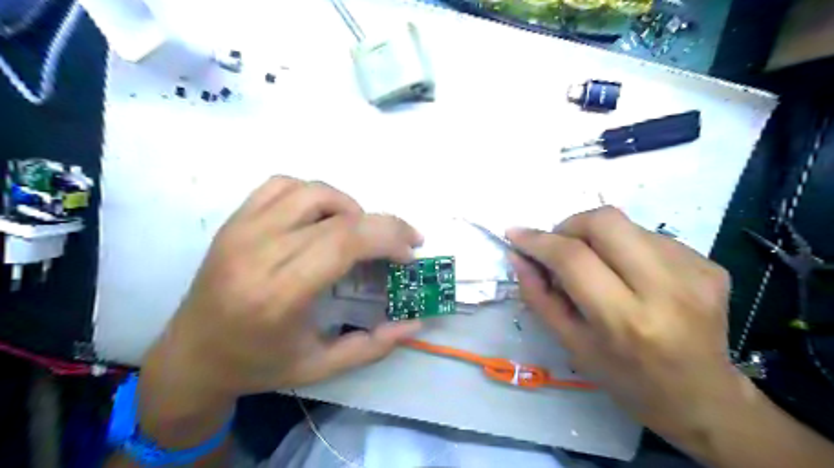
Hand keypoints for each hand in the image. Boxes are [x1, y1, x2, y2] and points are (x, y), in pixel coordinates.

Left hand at [142, 178, 424, 403]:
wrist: (190, 356)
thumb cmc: (258, 365)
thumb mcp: (320, 367)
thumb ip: (373, 346)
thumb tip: (415, 323)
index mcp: (280, 294)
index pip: (346, 241)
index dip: (389, 237)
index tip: (409, 253)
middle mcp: (259, 252)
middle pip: (339, 215)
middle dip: (383, 224)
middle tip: (401, 243)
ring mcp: (242, 230)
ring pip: (313, 191)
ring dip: (349, 207)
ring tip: (358, 233)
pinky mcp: (234, 221)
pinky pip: (282, 185)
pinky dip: (314, 194)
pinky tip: (321, 218)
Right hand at [505, 209, 745, 445]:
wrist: (703, 398)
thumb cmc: (626, 379)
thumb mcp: (571, 345)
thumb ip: (539, 296)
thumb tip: (518, 255)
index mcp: (625, 321)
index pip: (573, 258)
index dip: (538, 240)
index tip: (516, 234)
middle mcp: (666, 289)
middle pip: (605, 222)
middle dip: (570, 225)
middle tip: (560, 247)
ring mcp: (694, 272)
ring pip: (627, 224)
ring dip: (597, 237)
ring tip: (597, 266)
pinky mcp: (710, 265)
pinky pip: (650, 236)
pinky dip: (625, 247)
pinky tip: (629, 274)